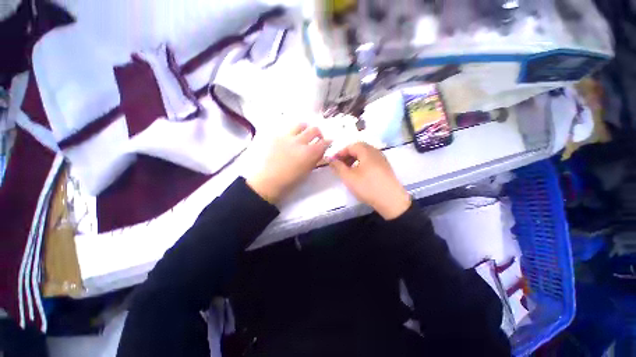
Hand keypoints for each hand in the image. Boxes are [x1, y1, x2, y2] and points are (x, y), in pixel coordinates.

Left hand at [247, 124, 330, 204]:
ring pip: (300, 125)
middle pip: (314, 129)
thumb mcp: (307, 172)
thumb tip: (320, 151)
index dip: (328, 141)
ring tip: (303, 135)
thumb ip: (315, 159)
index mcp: (309, 153)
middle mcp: (300, 142)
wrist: (267, 181)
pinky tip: (289, 142)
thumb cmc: (290, 181)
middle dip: (318, 133)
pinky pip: (287, 130)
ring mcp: (287, 137)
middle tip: (317, 138)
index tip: (328, 142)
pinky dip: (292, 134)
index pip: (324, 142)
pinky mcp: (276, 137)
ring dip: (305, 129)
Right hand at [330, 142, 410, 219]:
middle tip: (340, 164)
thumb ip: (338, 167)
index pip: (351, 146)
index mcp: (367, 151)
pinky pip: (371, 160)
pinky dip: (362, 163)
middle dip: (347, 155)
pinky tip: (359, 173)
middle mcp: (376, 152)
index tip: (333, 161)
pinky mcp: (385, 167)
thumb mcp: (348, 177)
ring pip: (365, 154)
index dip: (340, 152)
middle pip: (359, 148)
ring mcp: (382, 159)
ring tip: (348, 169)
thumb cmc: (367, 186)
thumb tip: (330, 159)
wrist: (391, 200)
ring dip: (354, 159)